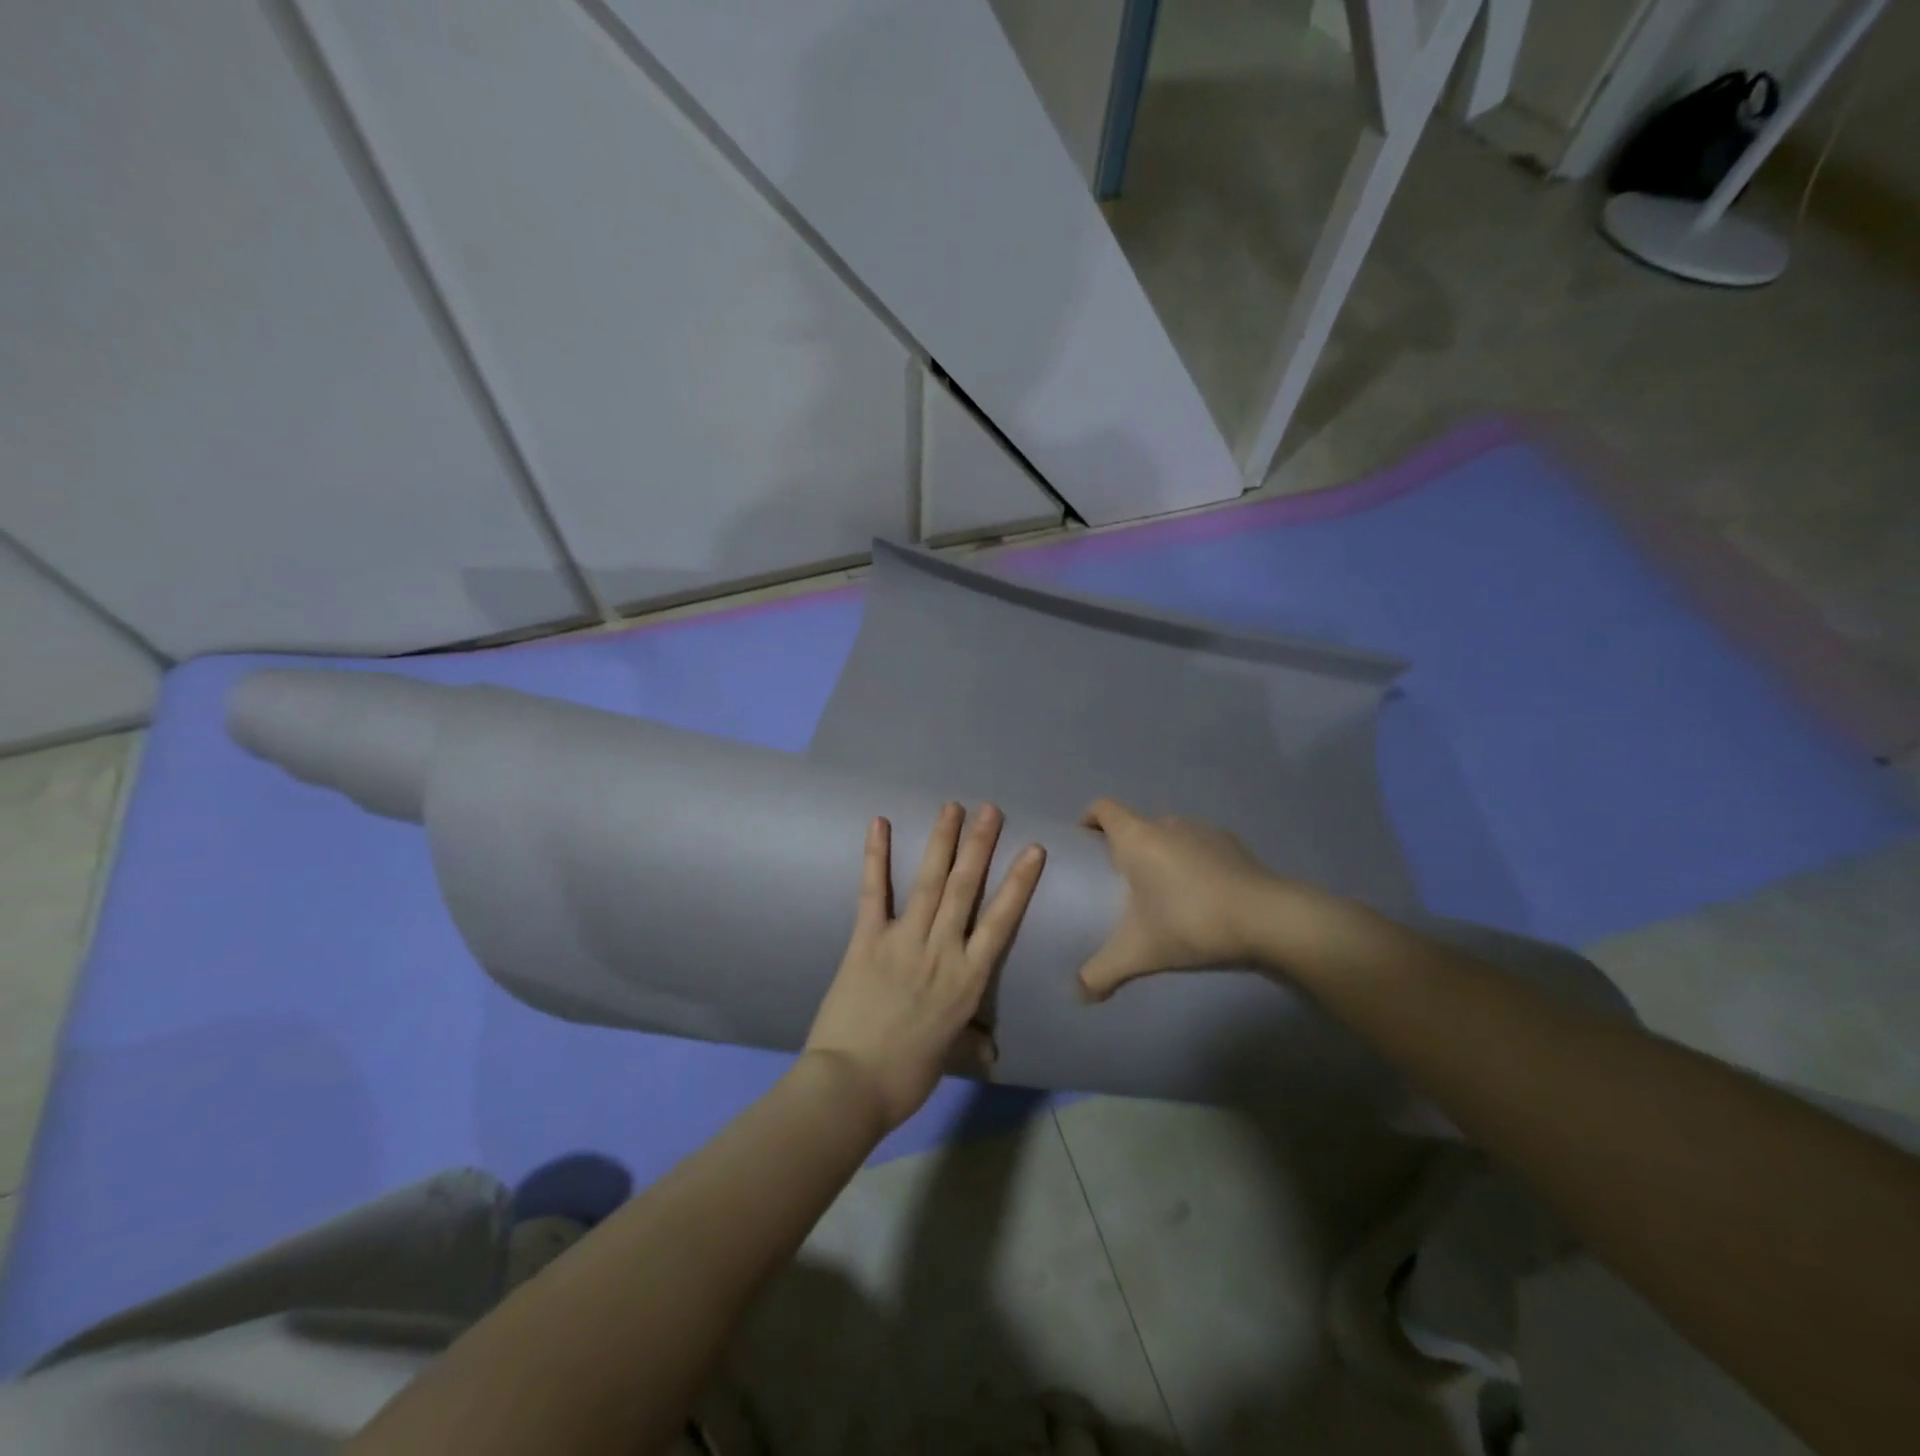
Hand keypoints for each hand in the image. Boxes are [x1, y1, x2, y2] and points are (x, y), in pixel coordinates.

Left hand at [805, 804, 1044, 1131]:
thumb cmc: (906, 1076)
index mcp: (968, 980)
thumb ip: (971, 1040)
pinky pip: (873, 892)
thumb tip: (991, 1049)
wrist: (851, 1086)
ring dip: (942, 841)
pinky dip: (876, 857)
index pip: (1001, 922)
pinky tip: (879, 824)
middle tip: (990, 810)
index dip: (1019, 883)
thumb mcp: (949, 1055)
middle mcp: (941, 951)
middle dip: (980, 846)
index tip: (1033, 850)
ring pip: (929, 882)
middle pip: (966, 889)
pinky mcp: (866, 940)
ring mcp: (903, 941)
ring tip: (952, 807)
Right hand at [1077, 798, 1284, 999]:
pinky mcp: (1234, 846)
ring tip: (1162, 893)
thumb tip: (1079, 994)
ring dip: (1161, 855)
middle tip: (1120, 883)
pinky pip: (1200, 848)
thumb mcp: (1137, 953)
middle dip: (1125, 847)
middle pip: (1136, 824)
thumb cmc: (1189, 922)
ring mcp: (1205, 831)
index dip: (1089, 819)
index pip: (1103, 808)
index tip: (1085, 845)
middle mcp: (1167, 824)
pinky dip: (1193, 865)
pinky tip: (1200, 898)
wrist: (1267, 919)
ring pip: (1170, 836)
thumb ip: (1101, 972)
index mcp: (1137, 836)